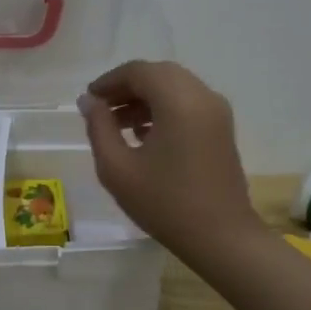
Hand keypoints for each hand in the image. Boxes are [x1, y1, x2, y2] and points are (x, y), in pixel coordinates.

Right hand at [78, 60, 261, 261]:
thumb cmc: (165, 204)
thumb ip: (99, 127)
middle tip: (101, 109)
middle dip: (127, 87)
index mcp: (179, 101)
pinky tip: (144, 135)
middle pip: (158, 74)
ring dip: (145, 98)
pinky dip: (164, 108)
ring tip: (118, 125)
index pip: (139, 71)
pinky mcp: (222, 128)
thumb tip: (89, 101)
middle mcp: (202, 96)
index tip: (89, 100)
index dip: (109, 81)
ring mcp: (217, 111)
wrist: (221, 238)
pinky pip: (188, 103)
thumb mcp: (118, 168)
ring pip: (174, 87)